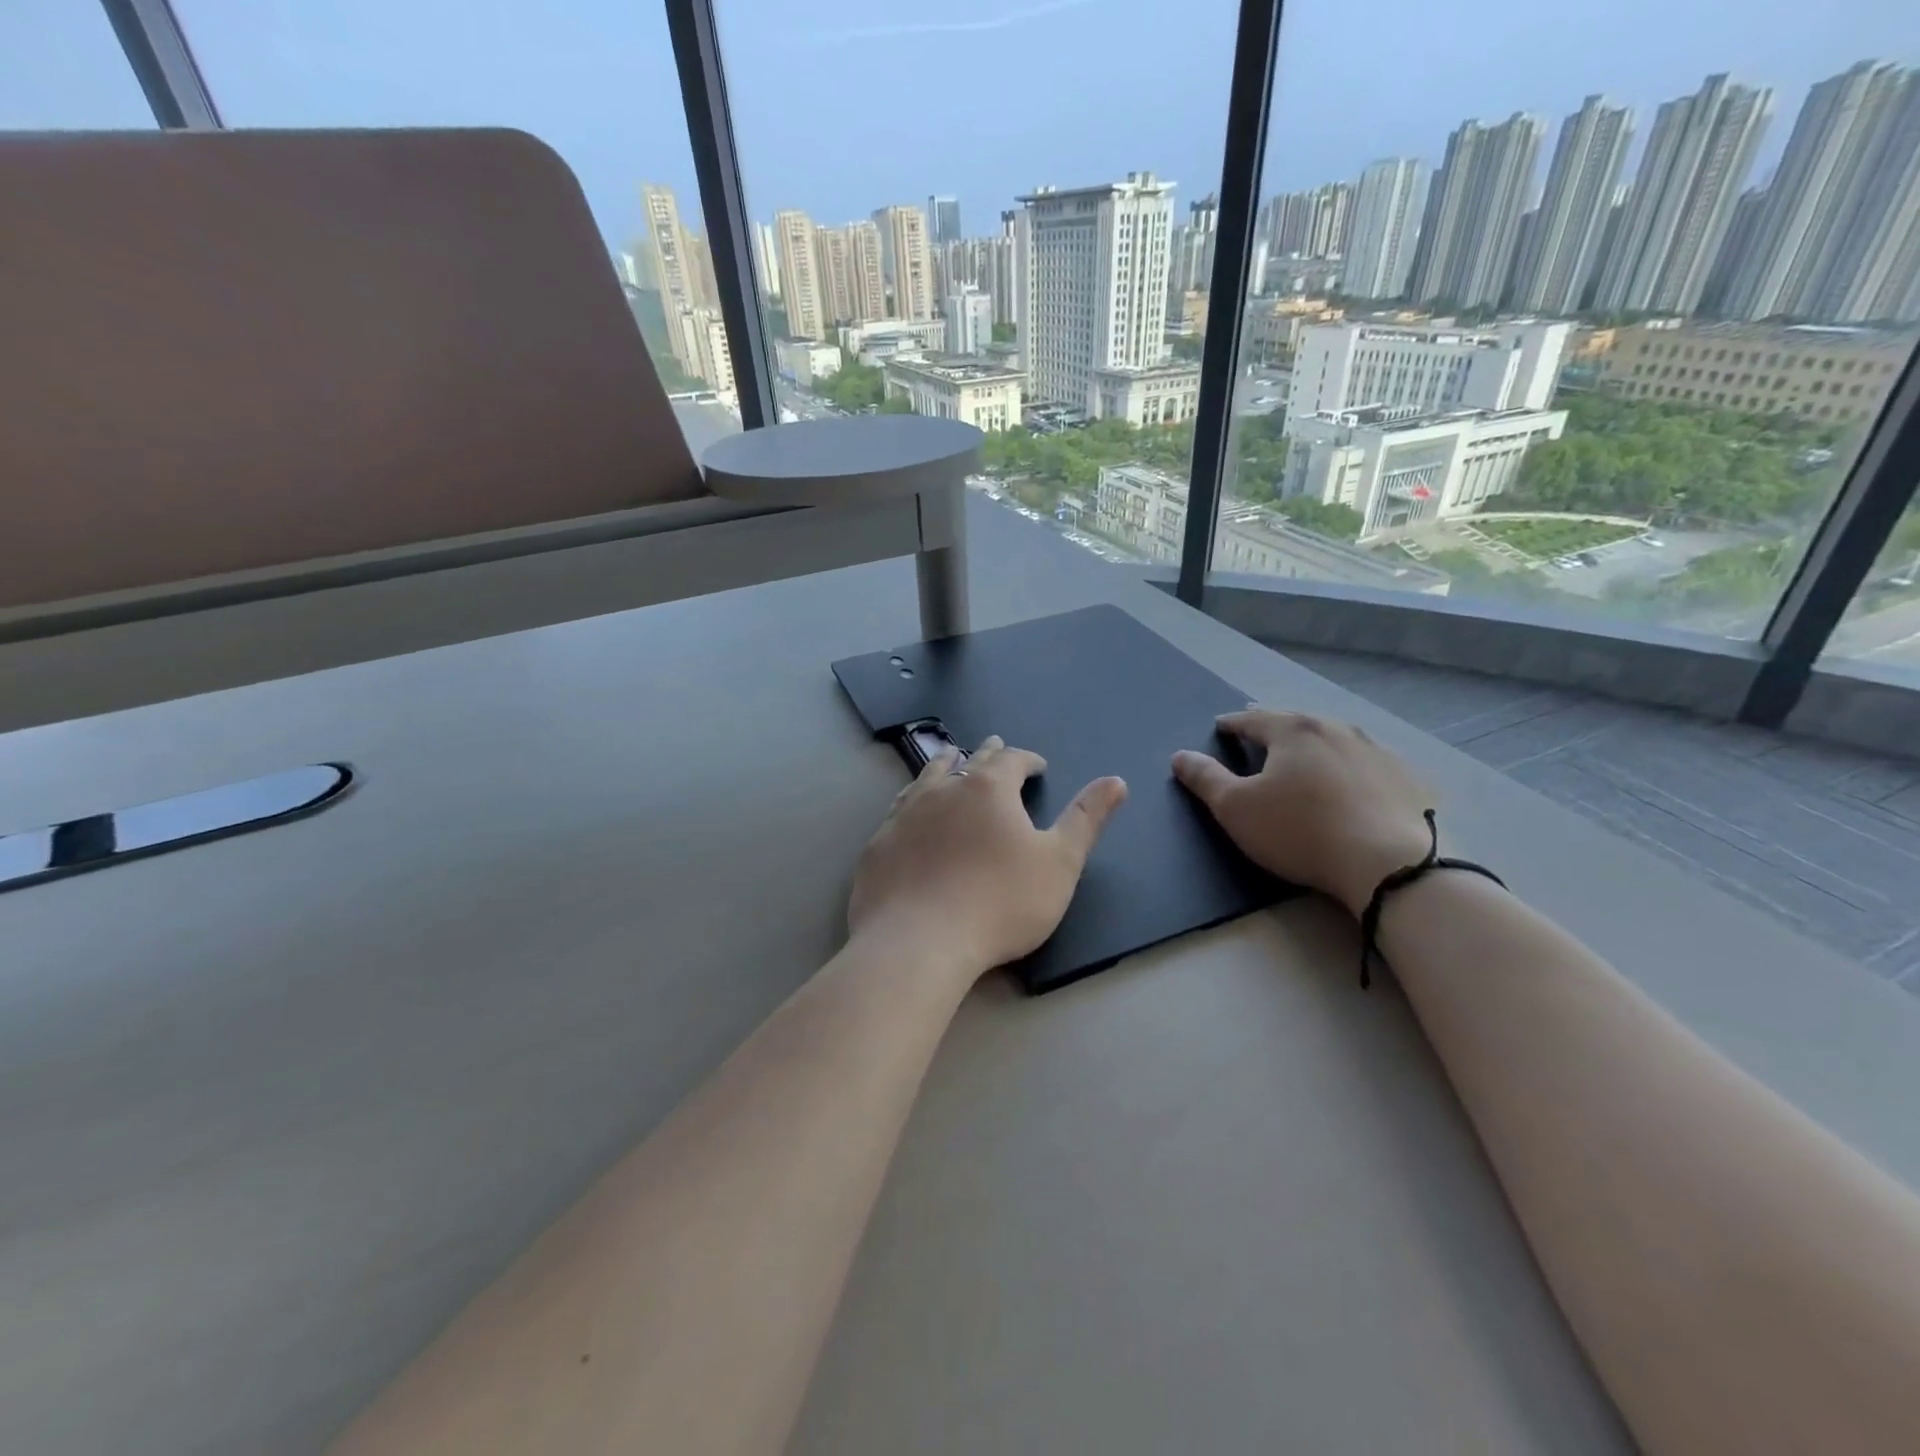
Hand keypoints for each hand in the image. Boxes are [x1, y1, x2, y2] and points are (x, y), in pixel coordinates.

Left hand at [848, 736, 1127, 980]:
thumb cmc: (1000, 902)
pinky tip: (910, 807)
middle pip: (969, 761)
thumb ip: (1086, 819)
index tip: (1038, 766)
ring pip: (928, 776)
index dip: (1028, 760)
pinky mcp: (879, 843)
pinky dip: (913, 799)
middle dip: (987, 754)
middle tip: (995, 745)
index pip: (1012, 760)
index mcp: (988, 789)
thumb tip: (1116, 780)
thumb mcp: (1059, 863)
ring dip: (945, 765)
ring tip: (950, 758)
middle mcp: (943, 790)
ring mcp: (905, 814)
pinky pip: (899, 808)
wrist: (918, 941)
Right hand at [1172, 709, 1432, 917]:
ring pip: (1334, 739)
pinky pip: (1366, 763)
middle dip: (1274, 728)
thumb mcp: (1236, 809)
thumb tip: (1181, 756)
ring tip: (1303, 757)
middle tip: (1259, 736)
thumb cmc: (1300, 831)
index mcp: (1294, 730)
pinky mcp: (1407, 778)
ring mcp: (1378, 751)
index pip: (1252, 719)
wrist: (1390, 866)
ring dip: (1314, 745)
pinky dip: (1349, 766)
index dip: (1232, 724)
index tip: (1221, 728)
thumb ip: (1205, 779)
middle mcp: (1337, 728)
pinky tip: (1349, 783)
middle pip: (1296, 722)